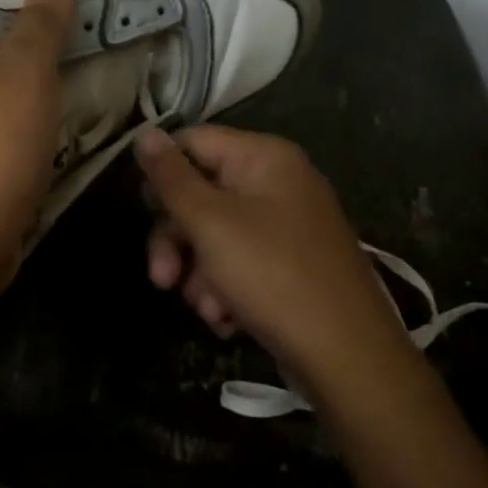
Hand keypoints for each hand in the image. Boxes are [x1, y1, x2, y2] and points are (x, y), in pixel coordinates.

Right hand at [134, 126, 410, 377]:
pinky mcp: (288, 264)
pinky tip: (226, 318)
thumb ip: (172, 178)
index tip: (142, 211)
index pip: (192, 142)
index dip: (161, 174)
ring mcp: (285, 225)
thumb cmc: (272, 275)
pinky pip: (239, 263)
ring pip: (214, 235)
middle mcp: (277, 183)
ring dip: (198, 274)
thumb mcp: (210, 223)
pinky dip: (224, 289)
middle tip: (161, 279)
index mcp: (264, 158)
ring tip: (206, 309)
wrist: (346, 354)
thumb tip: (144, 134)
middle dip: (175, 240)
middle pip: (200, 194)